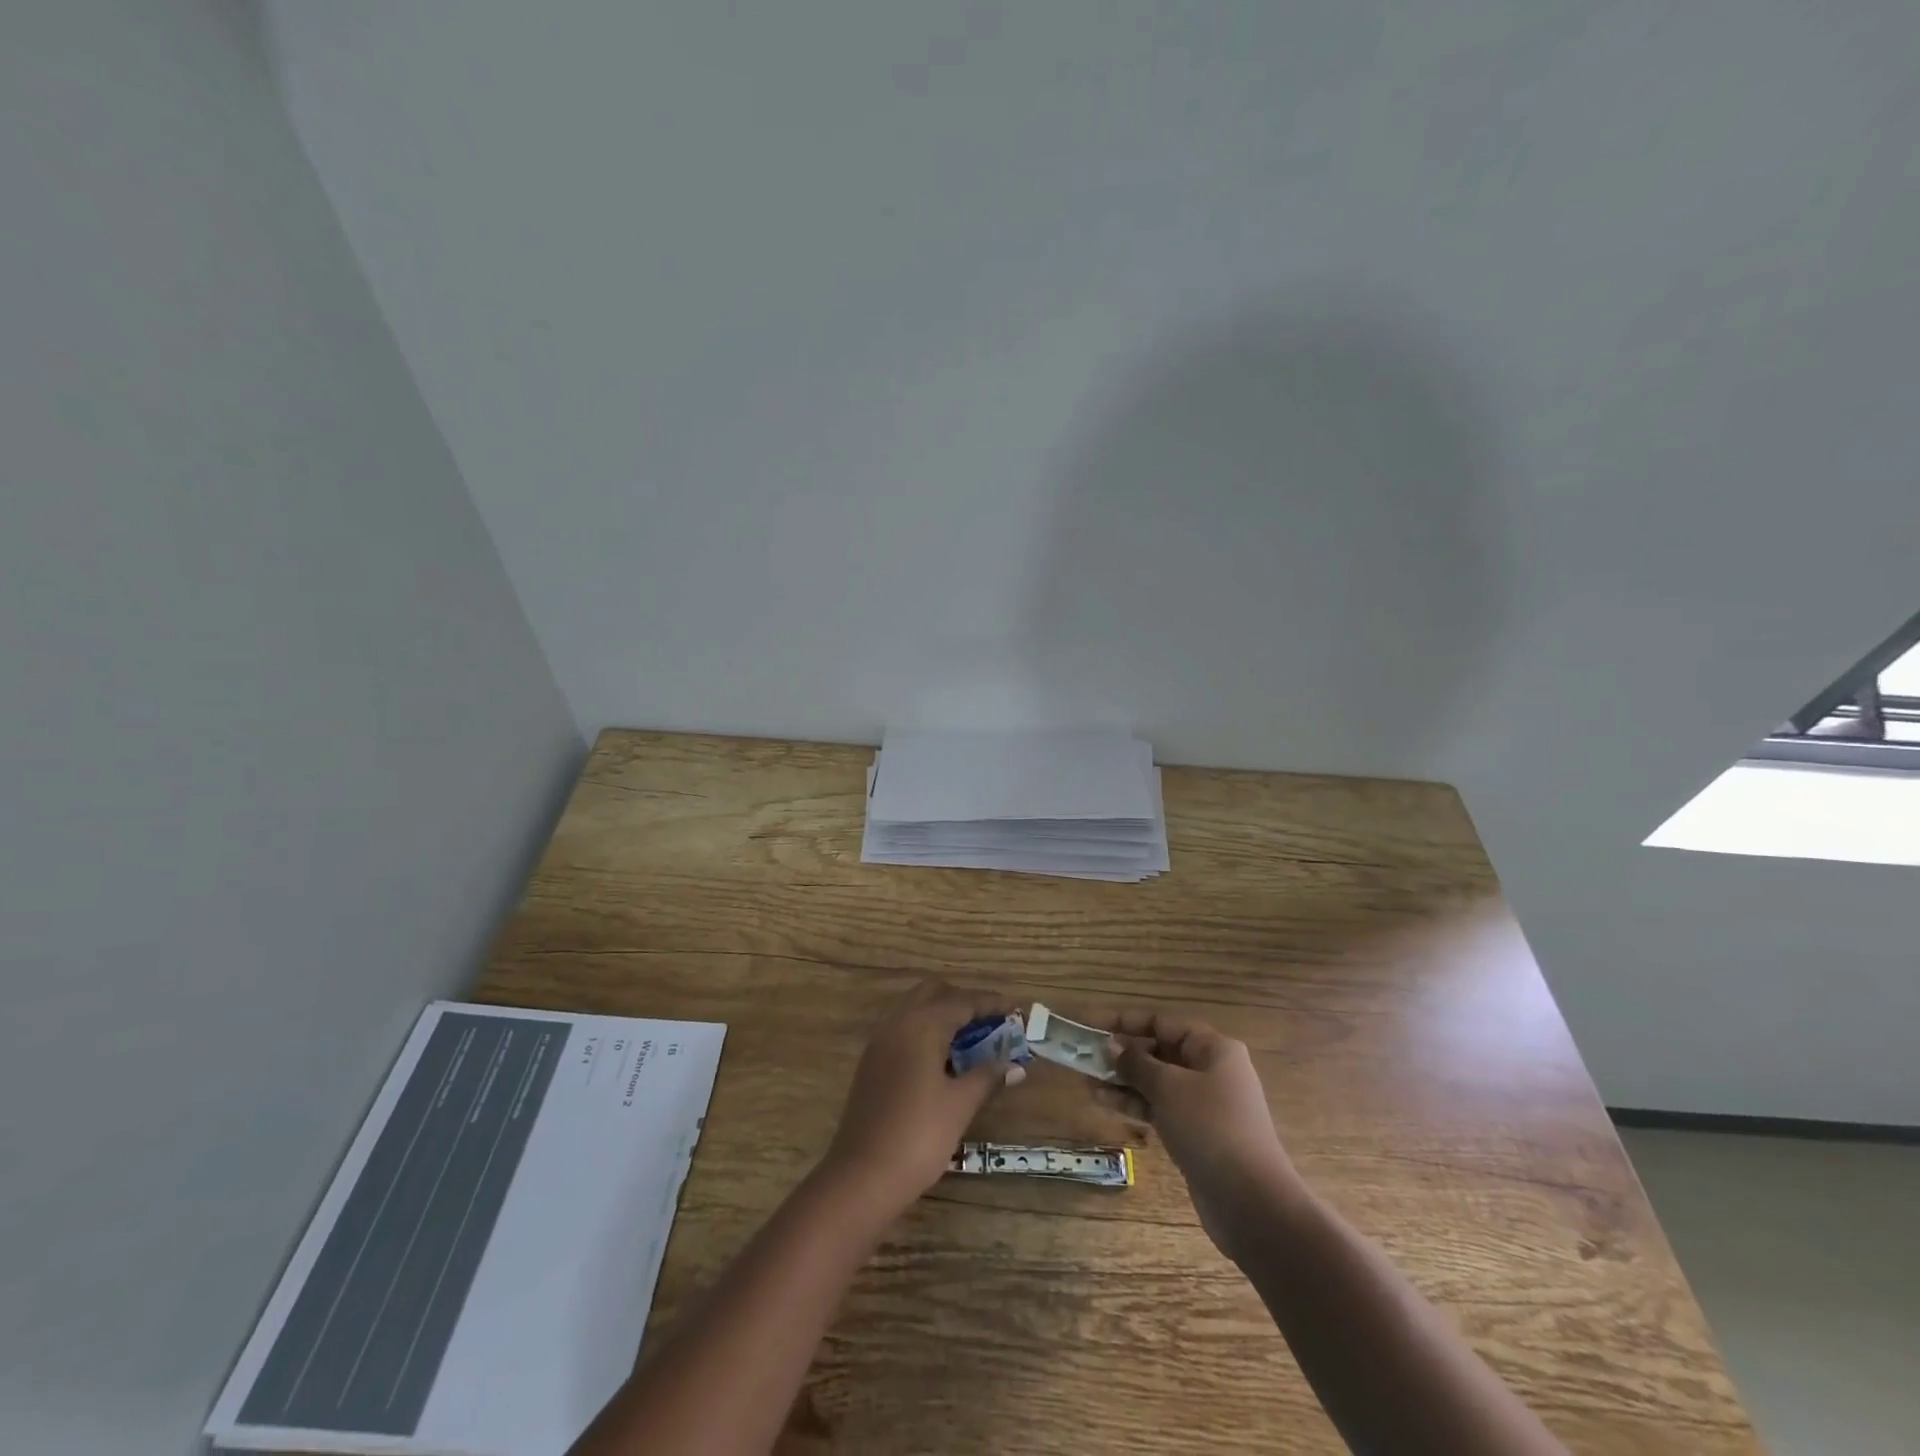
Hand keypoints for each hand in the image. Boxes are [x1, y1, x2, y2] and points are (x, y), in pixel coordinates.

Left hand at [821, 980, 1024, 1217]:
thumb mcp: (960, 1105)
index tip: (1015, 1008)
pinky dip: (927, 1031)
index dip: (990, 1003)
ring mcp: (880, 1042)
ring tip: (973, 1039)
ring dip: (943, 1015)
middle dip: (963, 1001)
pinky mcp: (872, 1063)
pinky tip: (944, 1058)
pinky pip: (904, 1030)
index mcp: (921, 1025)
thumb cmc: (918, 1136)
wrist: (862, 1176)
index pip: (961, 1001)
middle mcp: (898, 1023)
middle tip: (991, 1022)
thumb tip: (1015, 1066)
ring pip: (916, 1009)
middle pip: (934, 993)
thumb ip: (987, 1077)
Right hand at [1109, 1012, 1301, 1260]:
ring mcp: (1205, 1105)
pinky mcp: (1197, 1134)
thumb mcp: (1168, 1088)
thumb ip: (1137, 1063)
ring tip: (1087, 1083)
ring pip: (1157, 1083)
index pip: (1164, 1024)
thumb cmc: (1210, 1128)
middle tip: (1087, 1059)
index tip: (1095, 1027)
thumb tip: (1112, 1045)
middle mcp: (1212, 1071)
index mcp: (1214, 1049)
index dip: (1128, 1023)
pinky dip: (1136, 1105)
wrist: (1251, 1203)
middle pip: (1160, 1053)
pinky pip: (1161, 1108)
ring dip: (1124, 1082)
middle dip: (1123, 1055)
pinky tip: (1105, 1104)